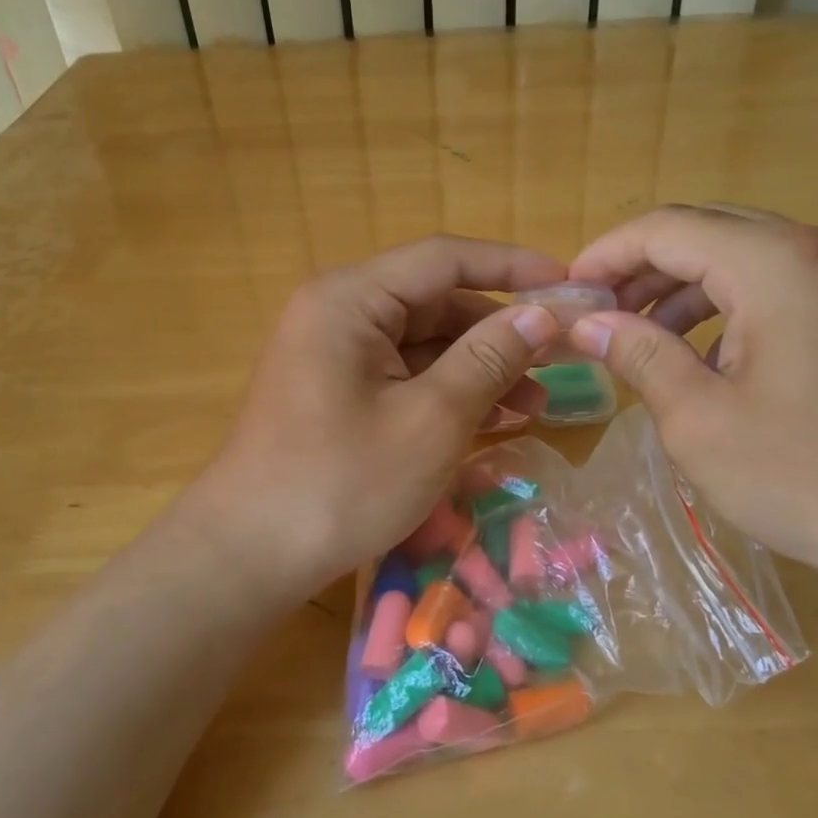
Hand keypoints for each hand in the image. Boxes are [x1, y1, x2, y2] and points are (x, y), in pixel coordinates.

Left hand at [181, 236, 563, 601]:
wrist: (249, 558)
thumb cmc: (342, 484)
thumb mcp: (431, 420)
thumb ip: (489, 359)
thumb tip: (543, 315)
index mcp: (351, 299)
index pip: (443, 259)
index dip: (511, 267)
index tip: (568, 285)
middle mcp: (338, 313)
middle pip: (434, 302)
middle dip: (498, 330)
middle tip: (560, 358)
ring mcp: (334, 355)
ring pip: (422, 344)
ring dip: (479, 368)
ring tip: (535, 405)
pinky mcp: (336, 393)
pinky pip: (403, 376)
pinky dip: (447, 393)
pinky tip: (492, 420)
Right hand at [565, 205, 817, 589]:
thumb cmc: (812, 478)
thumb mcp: (700, 421)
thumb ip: (639, 355)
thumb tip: (588, 323)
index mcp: (778, 263)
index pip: (669, 228)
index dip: (607, 253)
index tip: (568, 291)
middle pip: (710, 231)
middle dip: (644, 268)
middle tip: (599, 313)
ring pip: (748, 256)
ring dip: (686, 287)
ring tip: (643, 337)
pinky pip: (785, 284)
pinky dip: (733, 305)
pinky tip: (708, 355)